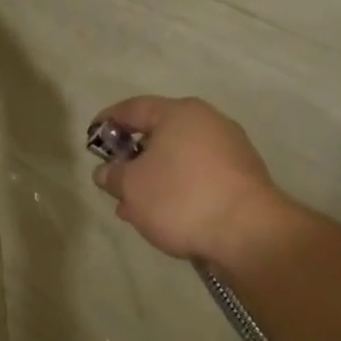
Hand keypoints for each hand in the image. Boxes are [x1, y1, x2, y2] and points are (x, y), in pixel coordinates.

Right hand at [89, 96, 300, 265]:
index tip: (91, 137)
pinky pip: (198, 177)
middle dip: (132, 158)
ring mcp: (230, 150)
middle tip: (113, 180)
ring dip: (153, 179)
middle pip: (159, 134)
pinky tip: (164, 215)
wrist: (249, 232)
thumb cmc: (180, 197)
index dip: (107, 121)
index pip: (133, 108)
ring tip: (133, 208)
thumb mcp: (132, 187)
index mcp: (179, 113)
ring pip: (178, 160)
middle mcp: (208, 123)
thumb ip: (113, 175)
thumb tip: (107, 171)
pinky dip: (177, 190)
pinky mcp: (242, 178)